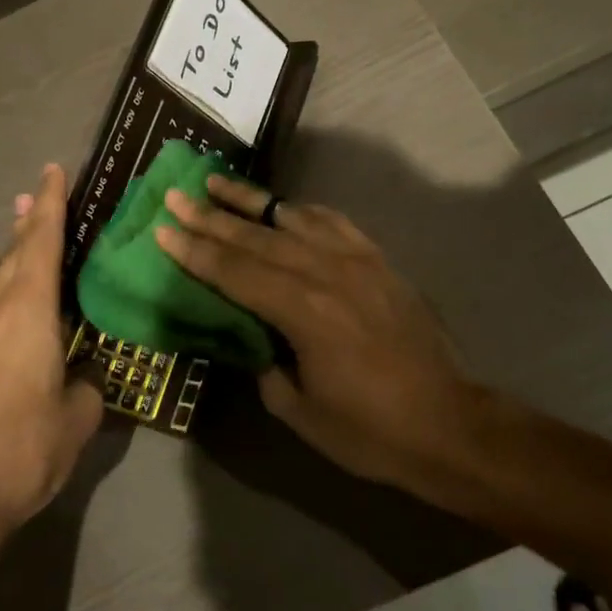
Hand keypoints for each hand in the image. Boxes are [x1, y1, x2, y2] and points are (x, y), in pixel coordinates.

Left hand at [0, 164, 102, 549]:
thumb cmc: (23, 447)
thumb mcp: (77, 418)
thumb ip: (87, 387)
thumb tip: (86, 379)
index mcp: (30, 310)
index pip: (43, 241)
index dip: (52, 203)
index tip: (55, 170)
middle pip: (16, 251)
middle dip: (30, 219)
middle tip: (40, 189)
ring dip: (11, 247)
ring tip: (19, 220)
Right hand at [156, 175, 476, 488]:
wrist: (448, 422)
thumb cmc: (369, 428)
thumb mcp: (299, 410)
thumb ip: (264, 365)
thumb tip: (249, 335)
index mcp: (302, 311)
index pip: (235, 271)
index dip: (195, 250)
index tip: (163, 227)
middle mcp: (325, 273)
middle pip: (256, 237)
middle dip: (210, 216)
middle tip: (176, 195)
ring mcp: (356, 260)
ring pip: (291, 218)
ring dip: (250, 201)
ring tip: (217, 182)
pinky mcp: (377, 259)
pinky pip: (332, 222)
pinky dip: (301, 210)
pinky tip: (284, 205)